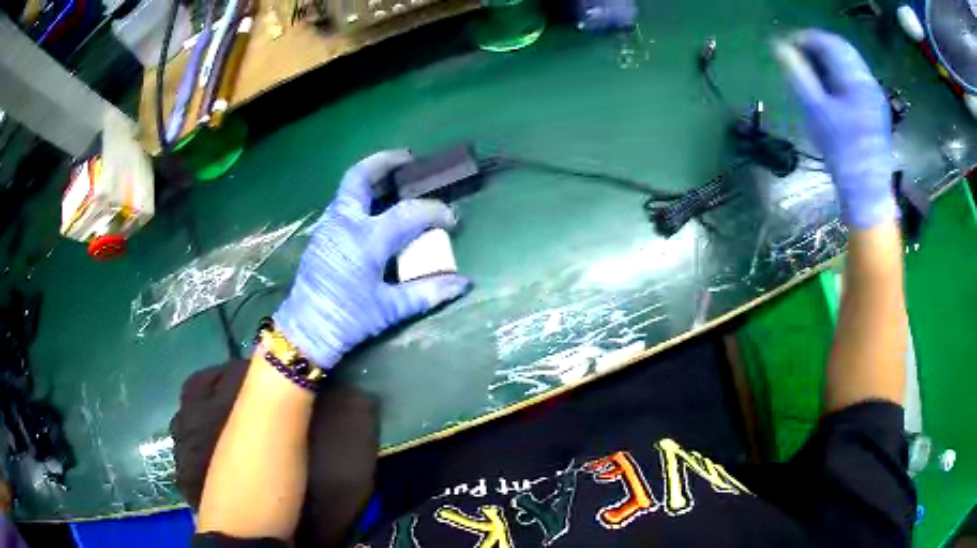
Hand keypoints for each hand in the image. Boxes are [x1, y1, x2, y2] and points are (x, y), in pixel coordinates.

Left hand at [274, 150, 470, 369]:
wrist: (306, 330)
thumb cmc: (348, 320)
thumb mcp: (389, 309)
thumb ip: (427, 292)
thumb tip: (462, 284)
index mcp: (365, 240)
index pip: (408, 214)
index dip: (434, 212)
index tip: (451, 219)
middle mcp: (345, 223)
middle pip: (360, 177)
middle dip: (384, 162)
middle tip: (408, 159)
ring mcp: (329, 226)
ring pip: (348, 188)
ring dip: (371, 177)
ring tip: (394, 179)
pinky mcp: (321, 235)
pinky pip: (343, 203)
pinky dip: (361, 196)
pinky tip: (374, 208)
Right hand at [776, 30, 895, 228]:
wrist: (867, 193)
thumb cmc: (842, 152)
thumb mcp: (816, 111)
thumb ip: (798, 75)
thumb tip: (779, 48)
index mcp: (856, 79)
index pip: (828, 42)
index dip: (805, 39)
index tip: (785, 47)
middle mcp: (868, 81)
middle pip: (840, 49)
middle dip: (816, 47)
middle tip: (796, 56)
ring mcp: (874, 95)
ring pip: (848, 62)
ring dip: (827, 60)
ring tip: (809, 70)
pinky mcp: (875, 108)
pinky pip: (855, 78)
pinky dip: (838, 74)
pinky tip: (828, 87)